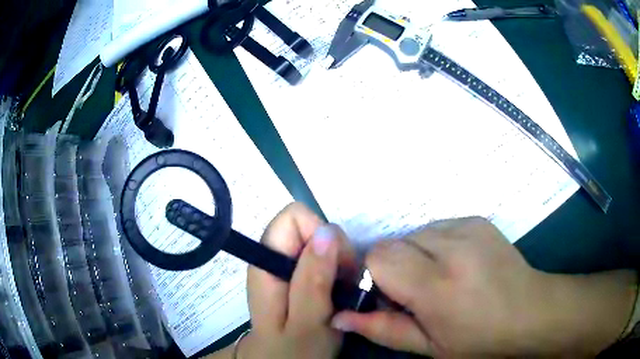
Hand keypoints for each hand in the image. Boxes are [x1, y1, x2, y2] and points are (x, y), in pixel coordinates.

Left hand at [240, 203, 356, 358]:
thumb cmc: (293, 353)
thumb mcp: (307, 323)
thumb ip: (312, 280)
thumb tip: (326, 231)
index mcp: (267, 263)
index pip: (293, 216)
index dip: (320, 233)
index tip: (336, 264)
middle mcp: (274, 258)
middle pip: (310, 227)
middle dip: (335, 251)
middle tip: (341, 284)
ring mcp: (286, 268)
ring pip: (321, 244)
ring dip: (339, 265)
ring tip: (339, 294)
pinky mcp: (298, 278)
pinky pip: (324, 260)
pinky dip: (337, 273)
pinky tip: (337, 295)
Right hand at [331, 217, 636, 356]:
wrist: (530, 311)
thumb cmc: (479, 339)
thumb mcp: (428, 346)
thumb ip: (382, 330)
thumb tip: (339, 317)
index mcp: (437, 286)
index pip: (379, 256)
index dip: (377, 277)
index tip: (392, 297)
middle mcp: (452, 247)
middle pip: (395, 241)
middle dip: (395, 266)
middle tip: (417, 291)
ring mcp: (468, 227)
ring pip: (415, 233)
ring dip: (415, 255)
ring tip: (439, 277)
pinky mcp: (477, 219)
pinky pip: (437, 226)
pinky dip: (435, 244)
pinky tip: (456, 263)